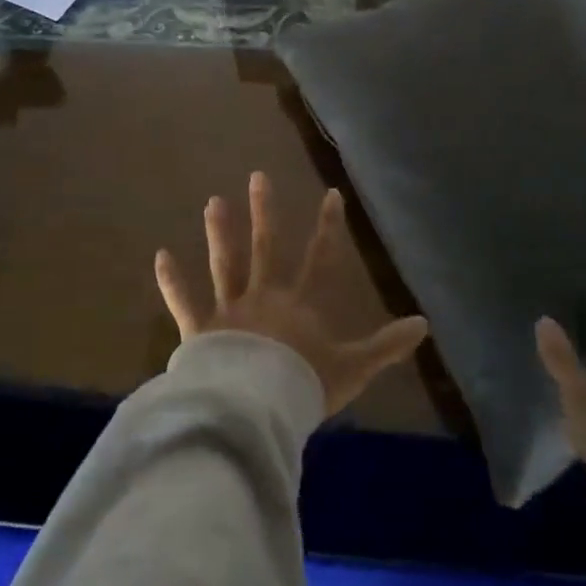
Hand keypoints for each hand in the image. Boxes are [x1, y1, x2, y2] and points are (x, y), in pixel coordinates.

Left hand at [155, 171, 429, 415]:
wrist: (255, 409)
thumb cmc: (304, 387)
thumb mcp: (354, 369)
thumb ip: (387, 346)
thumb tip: (425, 323)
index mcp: (300, 305)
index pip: (320, 257)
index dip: (328, 226)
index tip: (331, 193)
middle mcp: (264, 297)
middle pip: (265, 248)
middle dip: (265, 212)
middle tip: (257, 176)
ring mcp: (229, 310)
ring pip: (224, 264)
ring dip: (220, 232)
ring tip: (213, 200)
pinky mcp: (200, 331)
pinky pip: (183, 302)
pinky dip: (171, 281)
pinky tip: (160, 255)